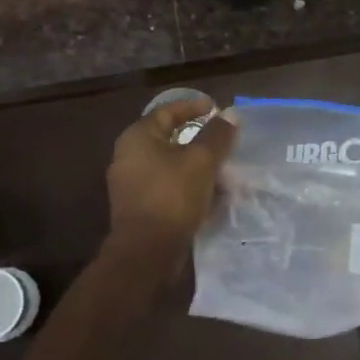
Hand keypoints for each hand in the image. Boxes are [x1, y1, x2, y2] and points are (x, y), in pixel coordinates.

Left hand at [104, 98, 238, 280]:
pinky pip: (167, 185)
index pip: (167, 111)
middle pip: (168, 137)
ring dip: (195, 163)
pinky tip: (210, 192)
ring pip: (169, 164)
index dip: (193, 106)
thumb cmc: (172, 196)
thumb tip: (230, 114)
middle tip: (222, 138)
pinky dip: (188, 183)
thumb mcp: (202, 160)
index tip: (216, 108)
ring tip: (222, 167)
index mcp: (138, 137)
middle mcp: (128, 156)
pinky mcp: (139, 207)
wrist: (146, 252)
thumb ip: (217, 135)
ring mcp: (131, 183)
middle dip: (198, 137)